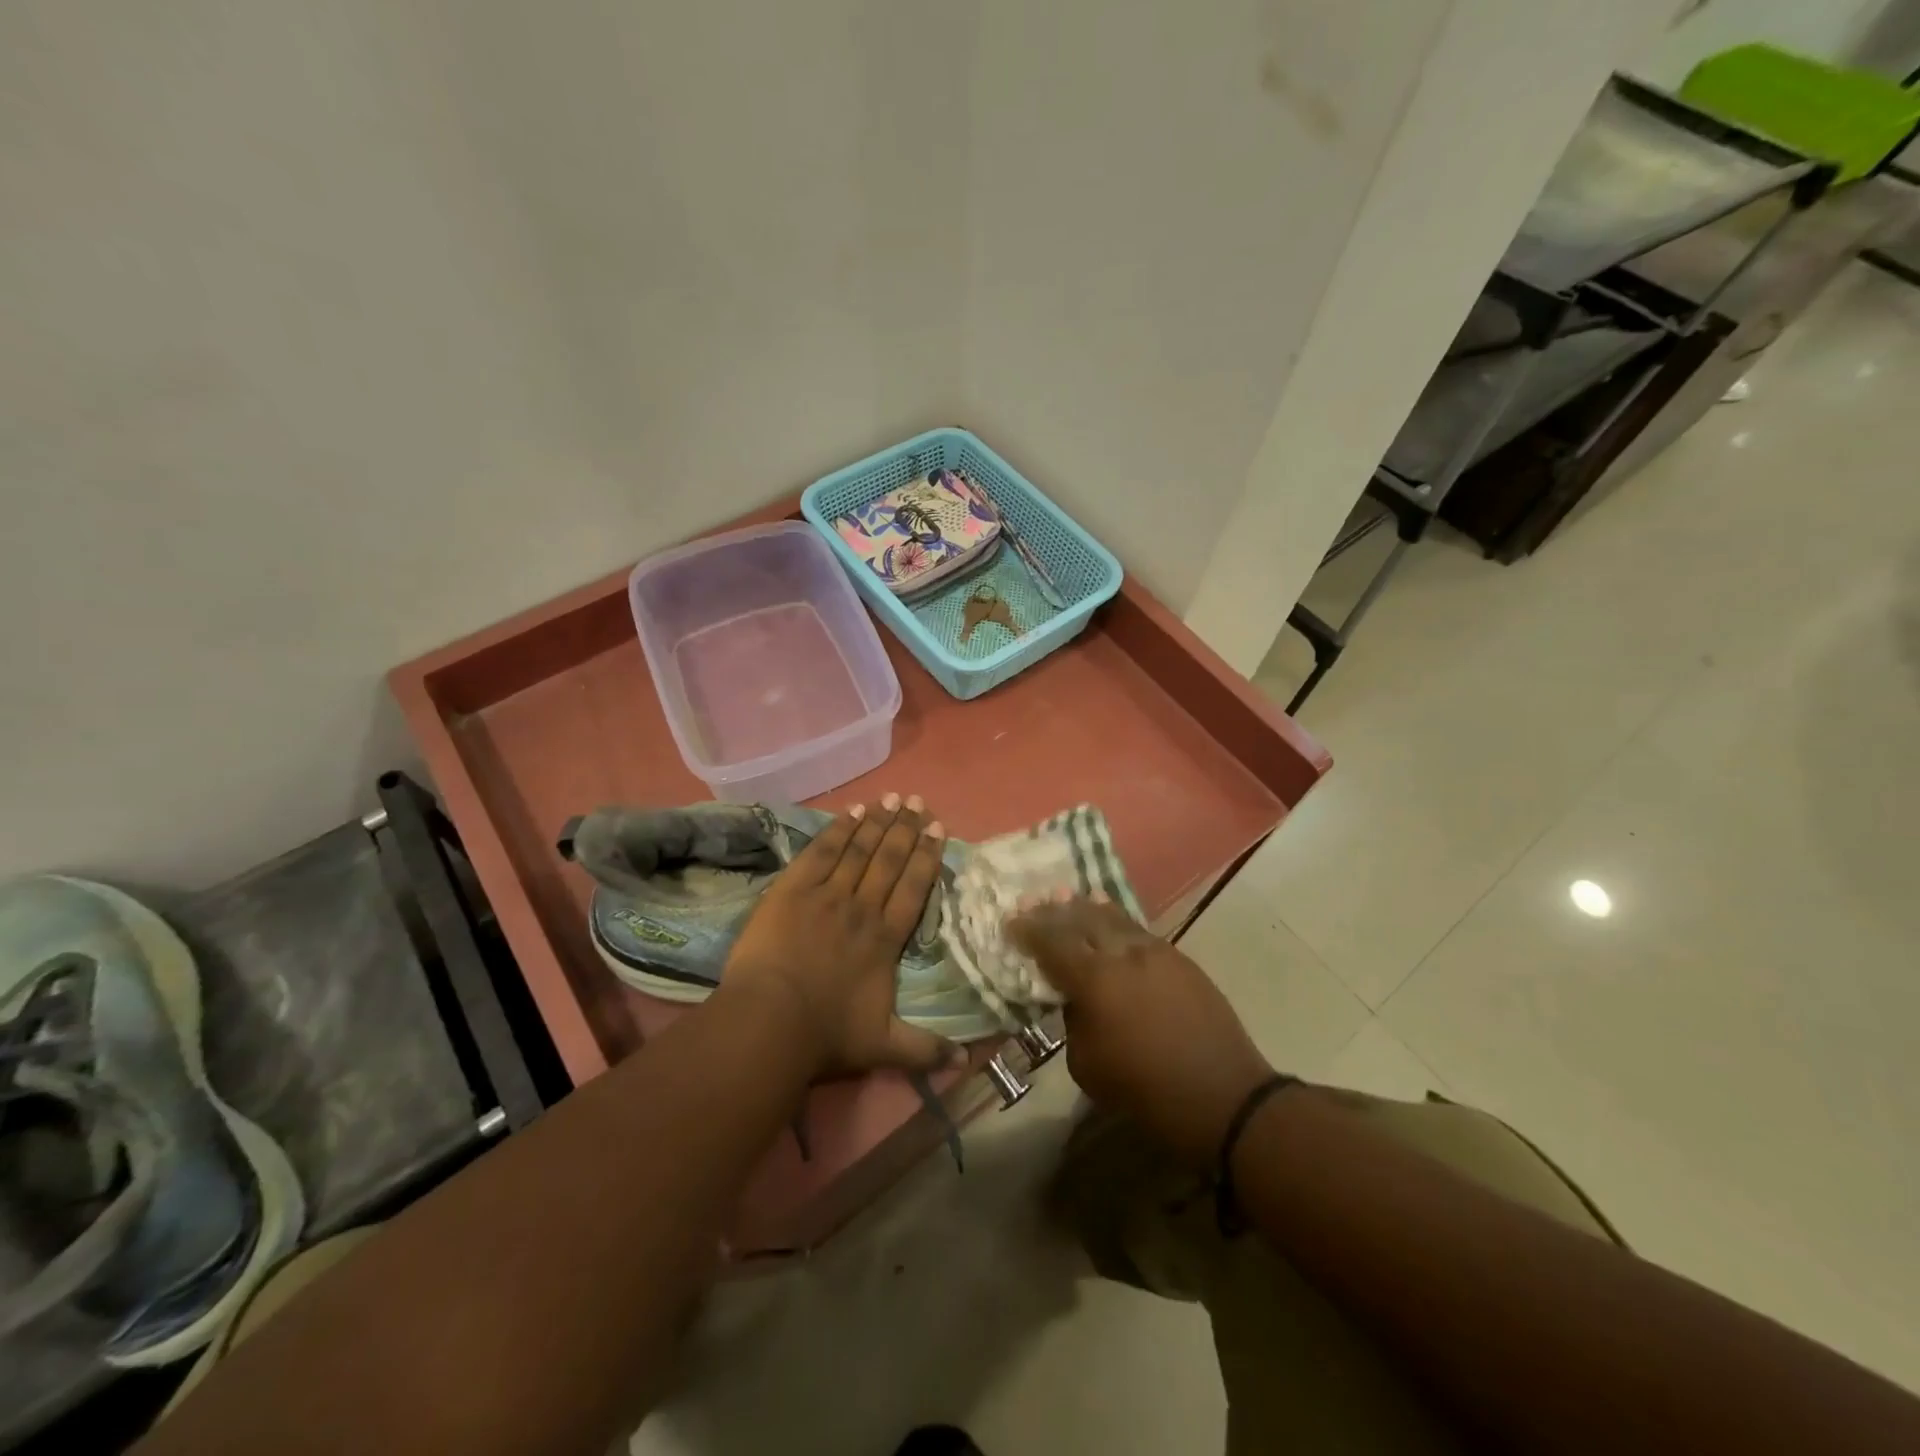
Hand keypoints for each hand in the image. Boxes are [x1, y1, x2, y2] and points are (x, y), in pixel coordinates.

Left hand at [714, 795, 960, 1078]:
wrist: (770, 1022)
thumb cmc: (826, 1035)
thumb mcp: (883, 1047)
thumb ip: (924, 1050)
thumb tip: (967, 1061)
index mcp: (885, 939)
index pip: (913, 888)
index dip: (927, 856)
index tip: (939, 829)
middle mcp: (862, 908)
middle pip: (889, 860)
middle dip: (906, 829)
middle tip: (919, 802)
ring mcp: (827, 895)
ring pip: (858, 850)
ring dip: (877, 823)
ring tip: (893, 799)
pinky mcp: (792, 889)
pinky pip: (821, 851)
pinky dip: (838, 830)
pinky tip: (852, 812)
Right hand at [1009, 897, 1274, 1163]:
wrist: (1223, 1095)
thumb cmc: (1146, 1091)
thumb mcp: (1087, 1064)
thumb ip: (1072, 1020)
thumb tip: (1075, 998)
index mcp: (1094, 979)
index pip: (1051, 942)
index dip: (1027, 930)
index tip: (1010, 922)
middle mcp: (1122, 953)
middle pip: (1080, 918)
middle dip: (1053, 910)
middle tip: (1032, 902)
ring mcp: (1154, 950)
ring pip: (1112, 916)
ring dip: (1085, 907)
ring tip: (1067, 898)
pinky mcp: (1178, 957)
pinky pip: (1136, 928)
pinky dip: (1115, 919)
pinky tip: (1108, 916)